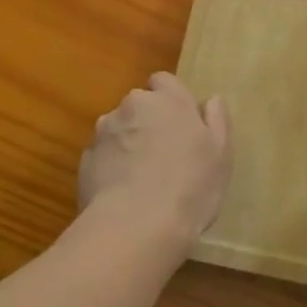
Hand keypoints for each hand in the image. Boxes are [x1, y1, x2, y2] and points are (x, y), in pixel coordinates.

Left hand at [79, 73, 231, 251]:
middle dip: (147, 121)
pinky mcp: (85, 160)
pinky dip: (110, 167)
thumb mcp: (220, 155)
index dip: (170, 99)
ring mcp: (104, 132)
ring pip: (117, 129)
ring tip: (140, 178)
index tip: (179, 123)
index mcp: (168, 99)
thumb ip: (217, 121)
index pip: (164, 81)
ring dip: (127, 143)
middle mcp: (133, 106)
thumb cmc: (189, 187)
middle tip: (163, 154)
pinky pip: (102, 155)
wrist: (135, 226)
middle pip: (139, 105)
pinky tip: (122, 194)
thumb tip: (211, 100)